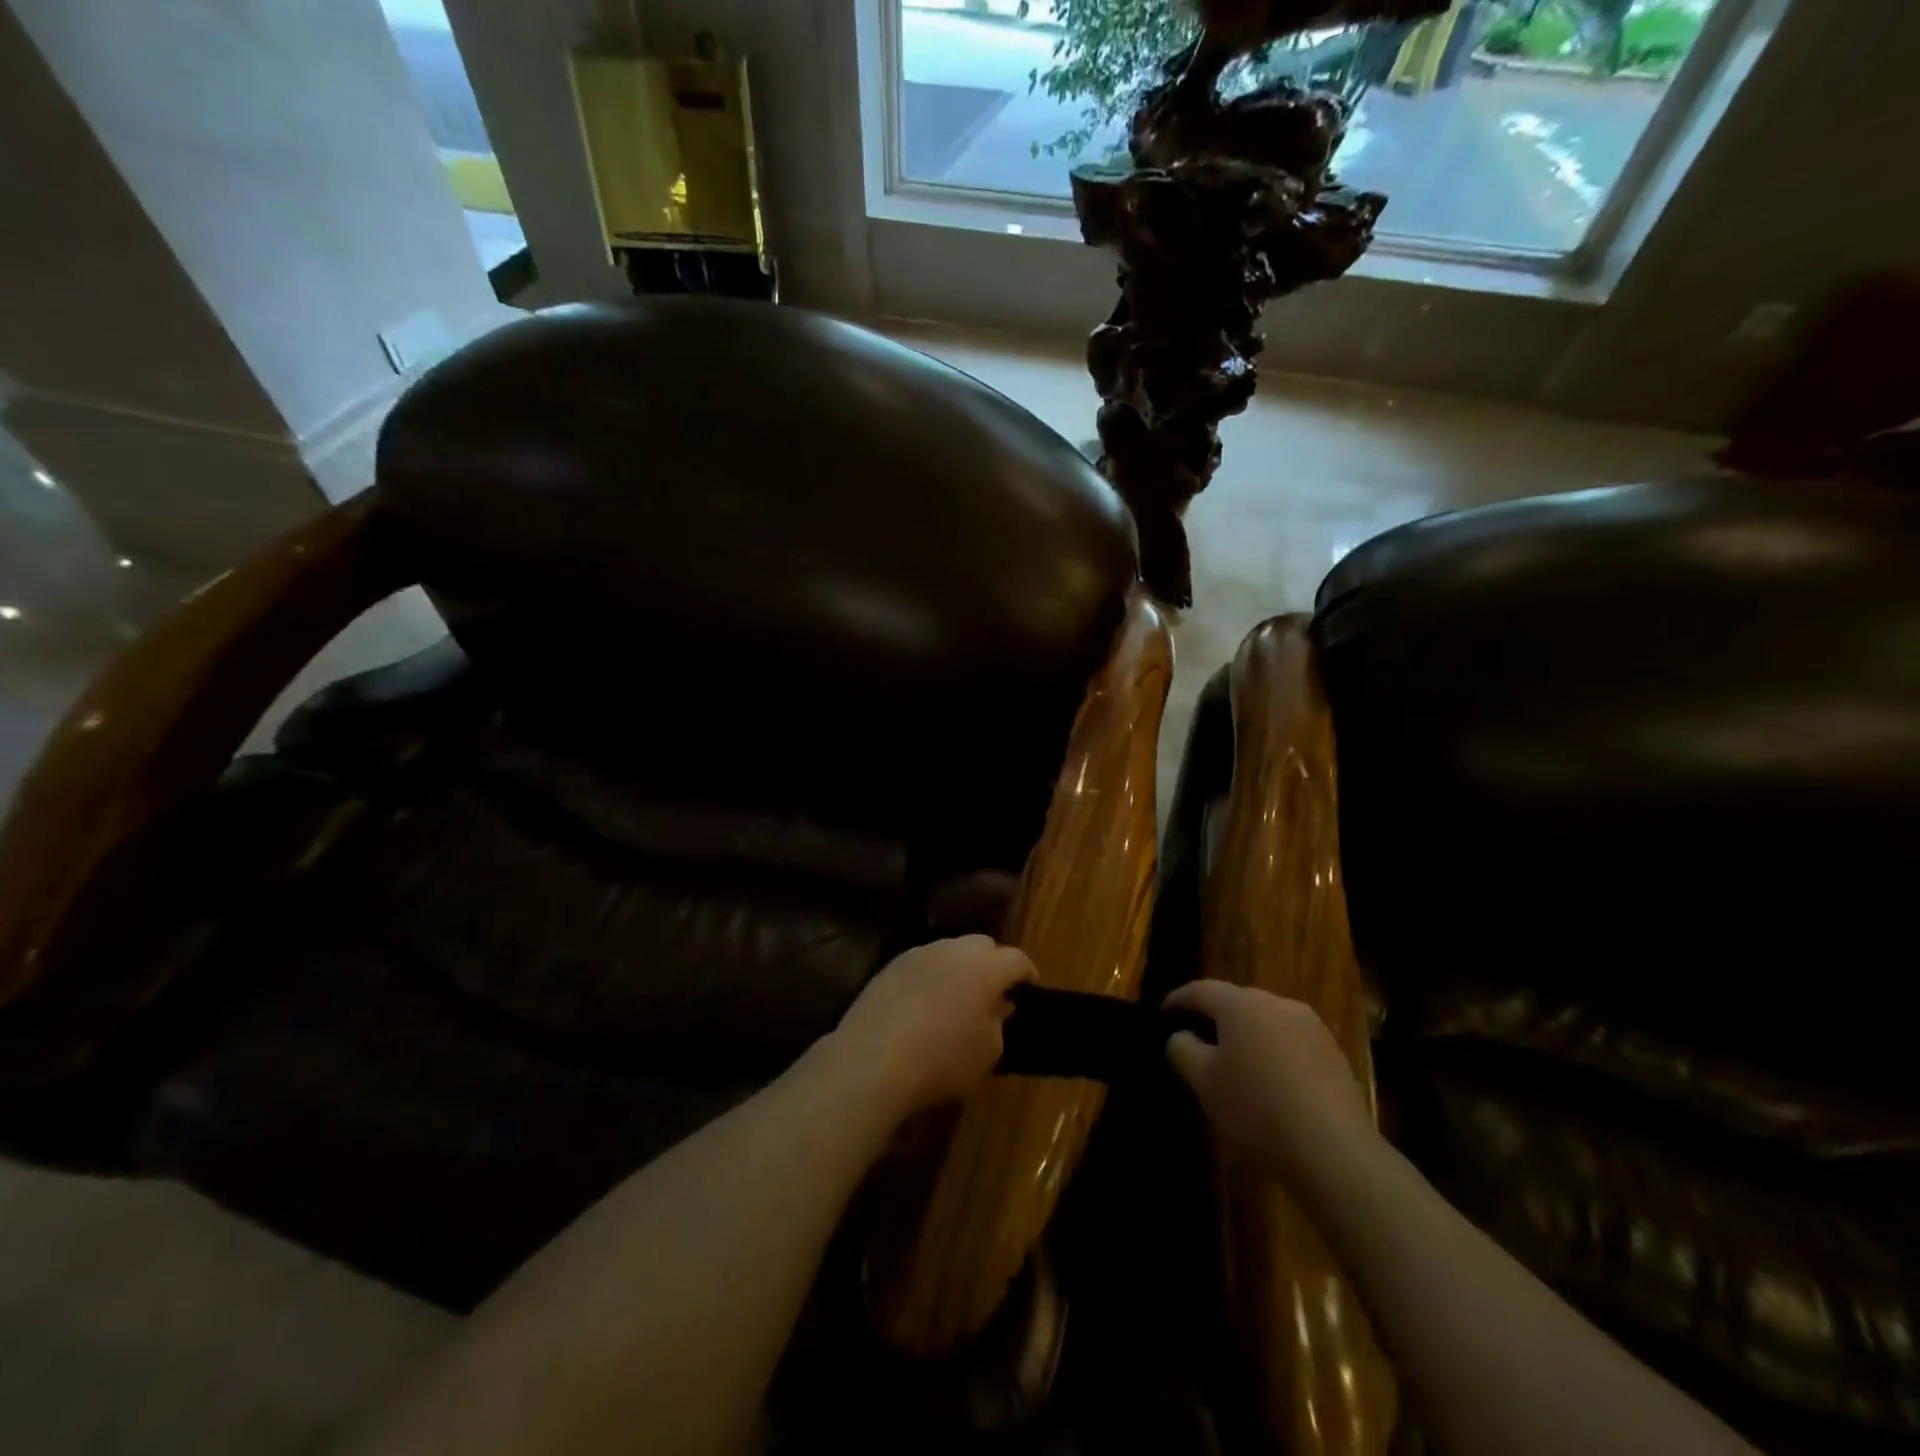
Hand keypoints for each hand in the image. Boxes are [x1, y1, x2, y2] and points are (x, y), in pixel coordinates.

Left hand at [831, 936, 1035, 1117]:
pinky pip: (921, 965)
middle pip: (982, 946)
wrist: (873, 1058)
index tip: (1030, 991)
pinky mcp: (890, 966)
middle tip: (993, 992)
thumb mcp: (988, 1052)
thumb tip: (999, 1006)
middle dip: (992, 964)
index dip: (1027, 974)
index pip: (1017, 959)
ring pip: (949, 952)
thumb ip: (999, 1023)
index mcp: (986, 966)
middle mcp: (953, 949)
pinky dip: (930, 978)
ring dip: (958, 969)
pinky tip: (925, 1005)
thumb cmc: (943, 1058)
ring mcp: (918, 954)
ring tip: (957, 998)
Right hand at [1164, 980, 1375, 1187]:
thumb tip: (1182, 1036)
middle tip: (1199, 1041)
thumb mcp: (1203, 1082)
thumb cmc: (1256, 1109)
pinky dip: (1275, 1055)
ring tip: (1236, 1064)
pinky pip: (1292, 1044)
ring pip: (1267, 1023)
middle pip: (1237, 1003)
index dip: (1178, 1000)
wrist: (1334, 1152)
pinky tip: (1271, 1085)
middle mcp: (1278, 1004)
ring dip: (1249, 1037)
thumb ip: (1182, 1049)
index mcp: (1241, 1004)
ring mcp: (1312, 1028)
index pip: (1201, 990)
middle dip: (1216, 1018)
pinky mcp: (1335, 1055)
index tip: (1163, 1013)